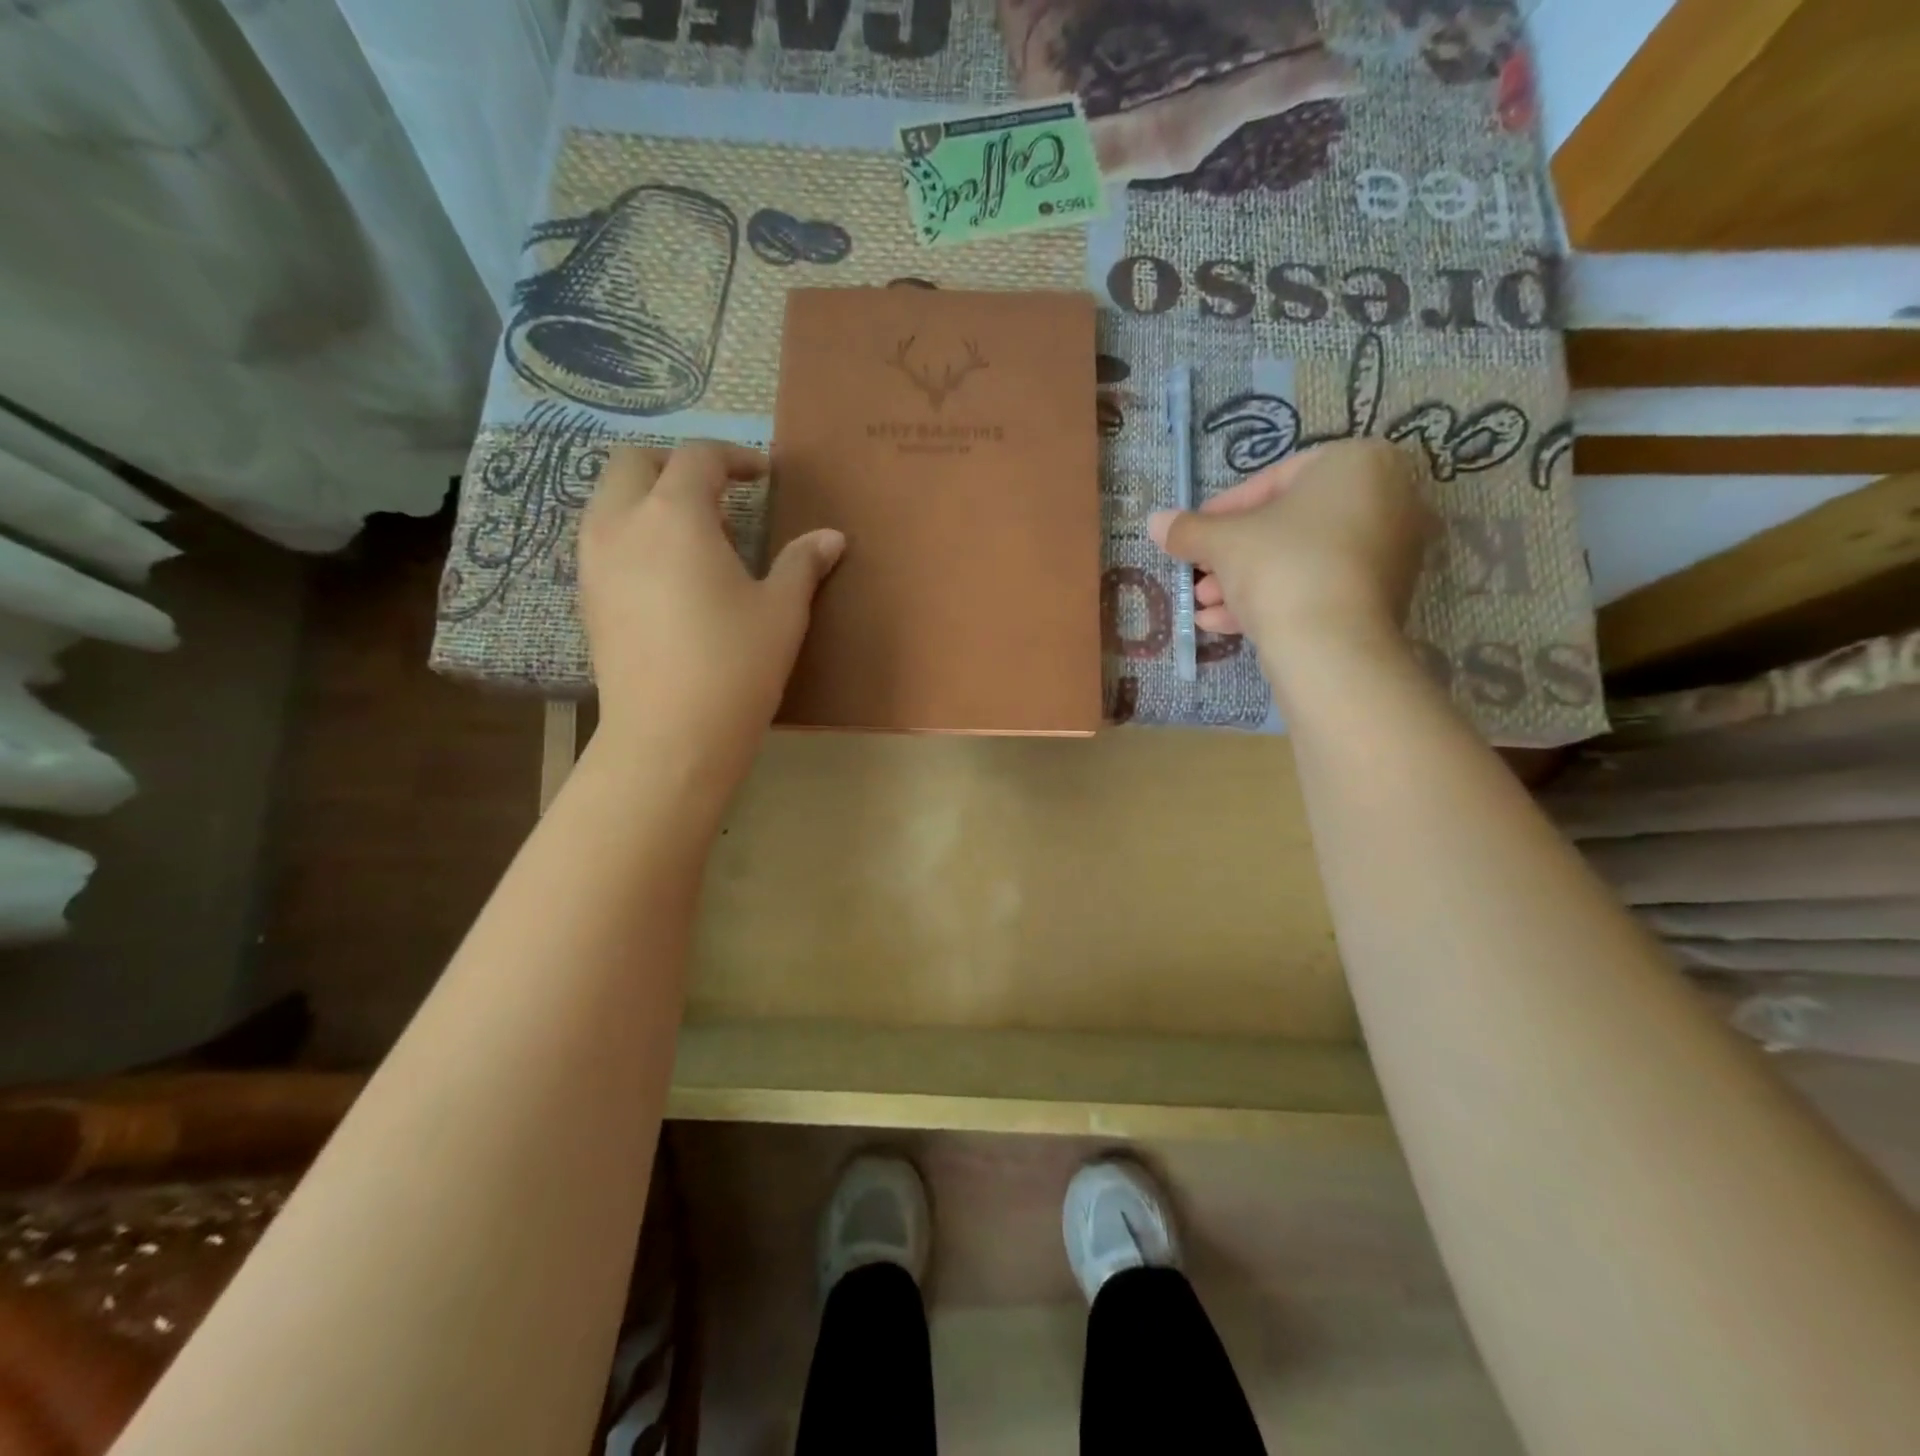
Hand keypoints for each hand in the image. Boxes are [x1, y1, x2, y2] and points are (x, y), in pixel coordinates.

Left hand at [578, 442, 842, 792]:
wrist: (670, 736)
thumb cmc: (734, 664)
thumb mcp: (782, 611)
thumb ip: (802, 563)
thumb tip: (832, 537)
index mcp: (674, 515)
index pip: (697, 457)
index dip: (734, 457)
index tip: (763, 476)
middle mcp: (621, 524)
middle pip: (633, 463)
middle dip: (677, 465)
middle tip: (720, 494)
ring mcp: (593, 562)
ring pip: (609, 500)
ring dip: (649, 498)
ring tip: (695, 535)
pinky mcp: (586, 599)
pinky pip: (602, 541)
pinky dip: (633, 534)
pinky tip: (668, 576)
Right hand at [1148, 439, 1433, 661]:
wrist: (1331, 646)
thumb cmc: (1281, 566)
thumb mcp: (1222, 542)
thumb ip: (1189, 529)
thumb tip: (1155, 521)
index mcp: (1358, 463)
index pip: (1275, 479)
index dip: (1223, 510)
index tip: (1193, 535)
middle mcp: (1388, 499)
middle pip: (1288, 524)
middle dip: (1233, 554)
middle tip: (1198, 574)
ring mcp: (1392, 552)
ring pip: (1301, 559)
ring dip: (1246, 581)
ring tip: (1204, 605)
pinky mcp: (1384, 598)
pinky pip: (1320, 586)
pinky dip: (1276, 599)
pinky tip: (1225, 624)